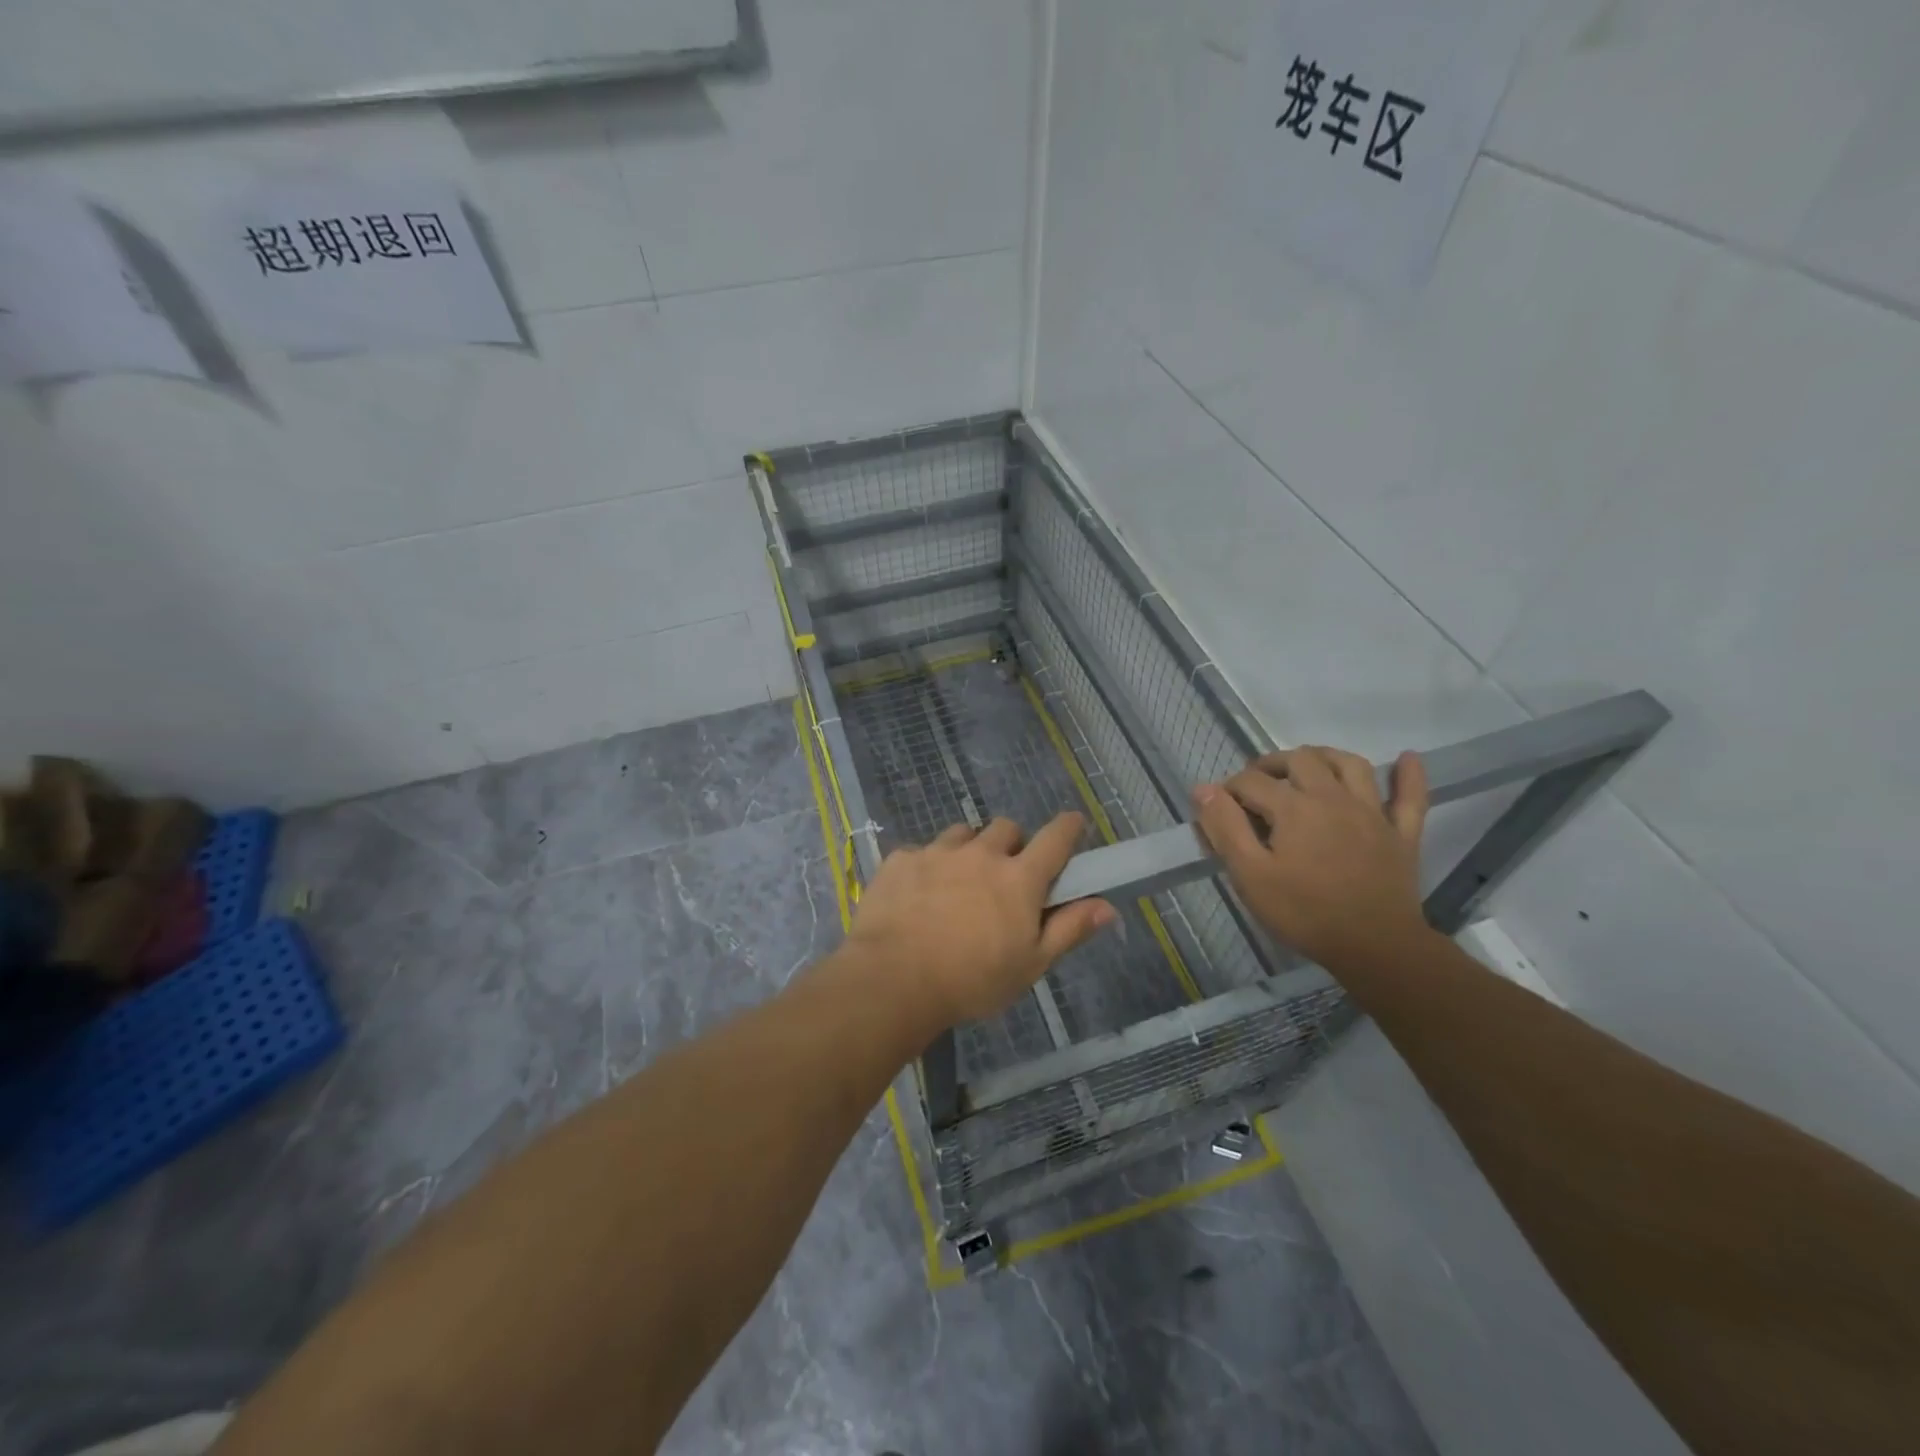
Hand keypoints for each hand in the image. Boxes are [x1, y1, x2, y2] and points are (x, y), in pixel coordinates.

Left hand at [843, 814, 1116, 1027]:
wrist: (893, 980)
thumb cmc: (972, 980)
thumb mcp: (1030, 965)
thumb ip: (1069, 930)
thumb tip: (1108, 906)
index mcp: (1019, 878)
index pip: (1056, 837)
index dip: (1068, 827)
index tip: (1072, 825)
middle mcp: (981, 853)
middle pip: (1006, 828)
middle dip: (1012, 845)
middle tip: (1004, 877)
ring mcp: (937, 852)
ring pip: (962, 834)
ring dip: (969, 850)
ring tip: (957, 884)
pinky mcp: (901, 859)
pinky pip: (922, 851)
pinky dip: (927, 867)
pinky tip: (917, 897)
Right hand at [1192, 746, 1431, 969]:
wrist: (1375, 947)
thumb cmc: (1304, 913)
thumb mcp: (1250, 875)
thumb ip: (1225, 828)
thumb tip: (1205, 789)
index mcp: (1293, 807)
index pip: (1251, 782)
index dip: (1229, 789)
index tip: (1219, 809)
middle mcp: (1332, 797)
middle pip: (1300, 760)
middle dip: (1271, 764)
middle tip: (1256, 783)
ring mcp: (1372, 812)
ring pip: (1350, 765)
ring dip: (1325, 756)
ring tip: (1307, 765)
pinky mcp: (1401, 833)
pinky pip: (1411, 796)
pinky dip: (1410, 775)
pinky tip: (1407, 758)